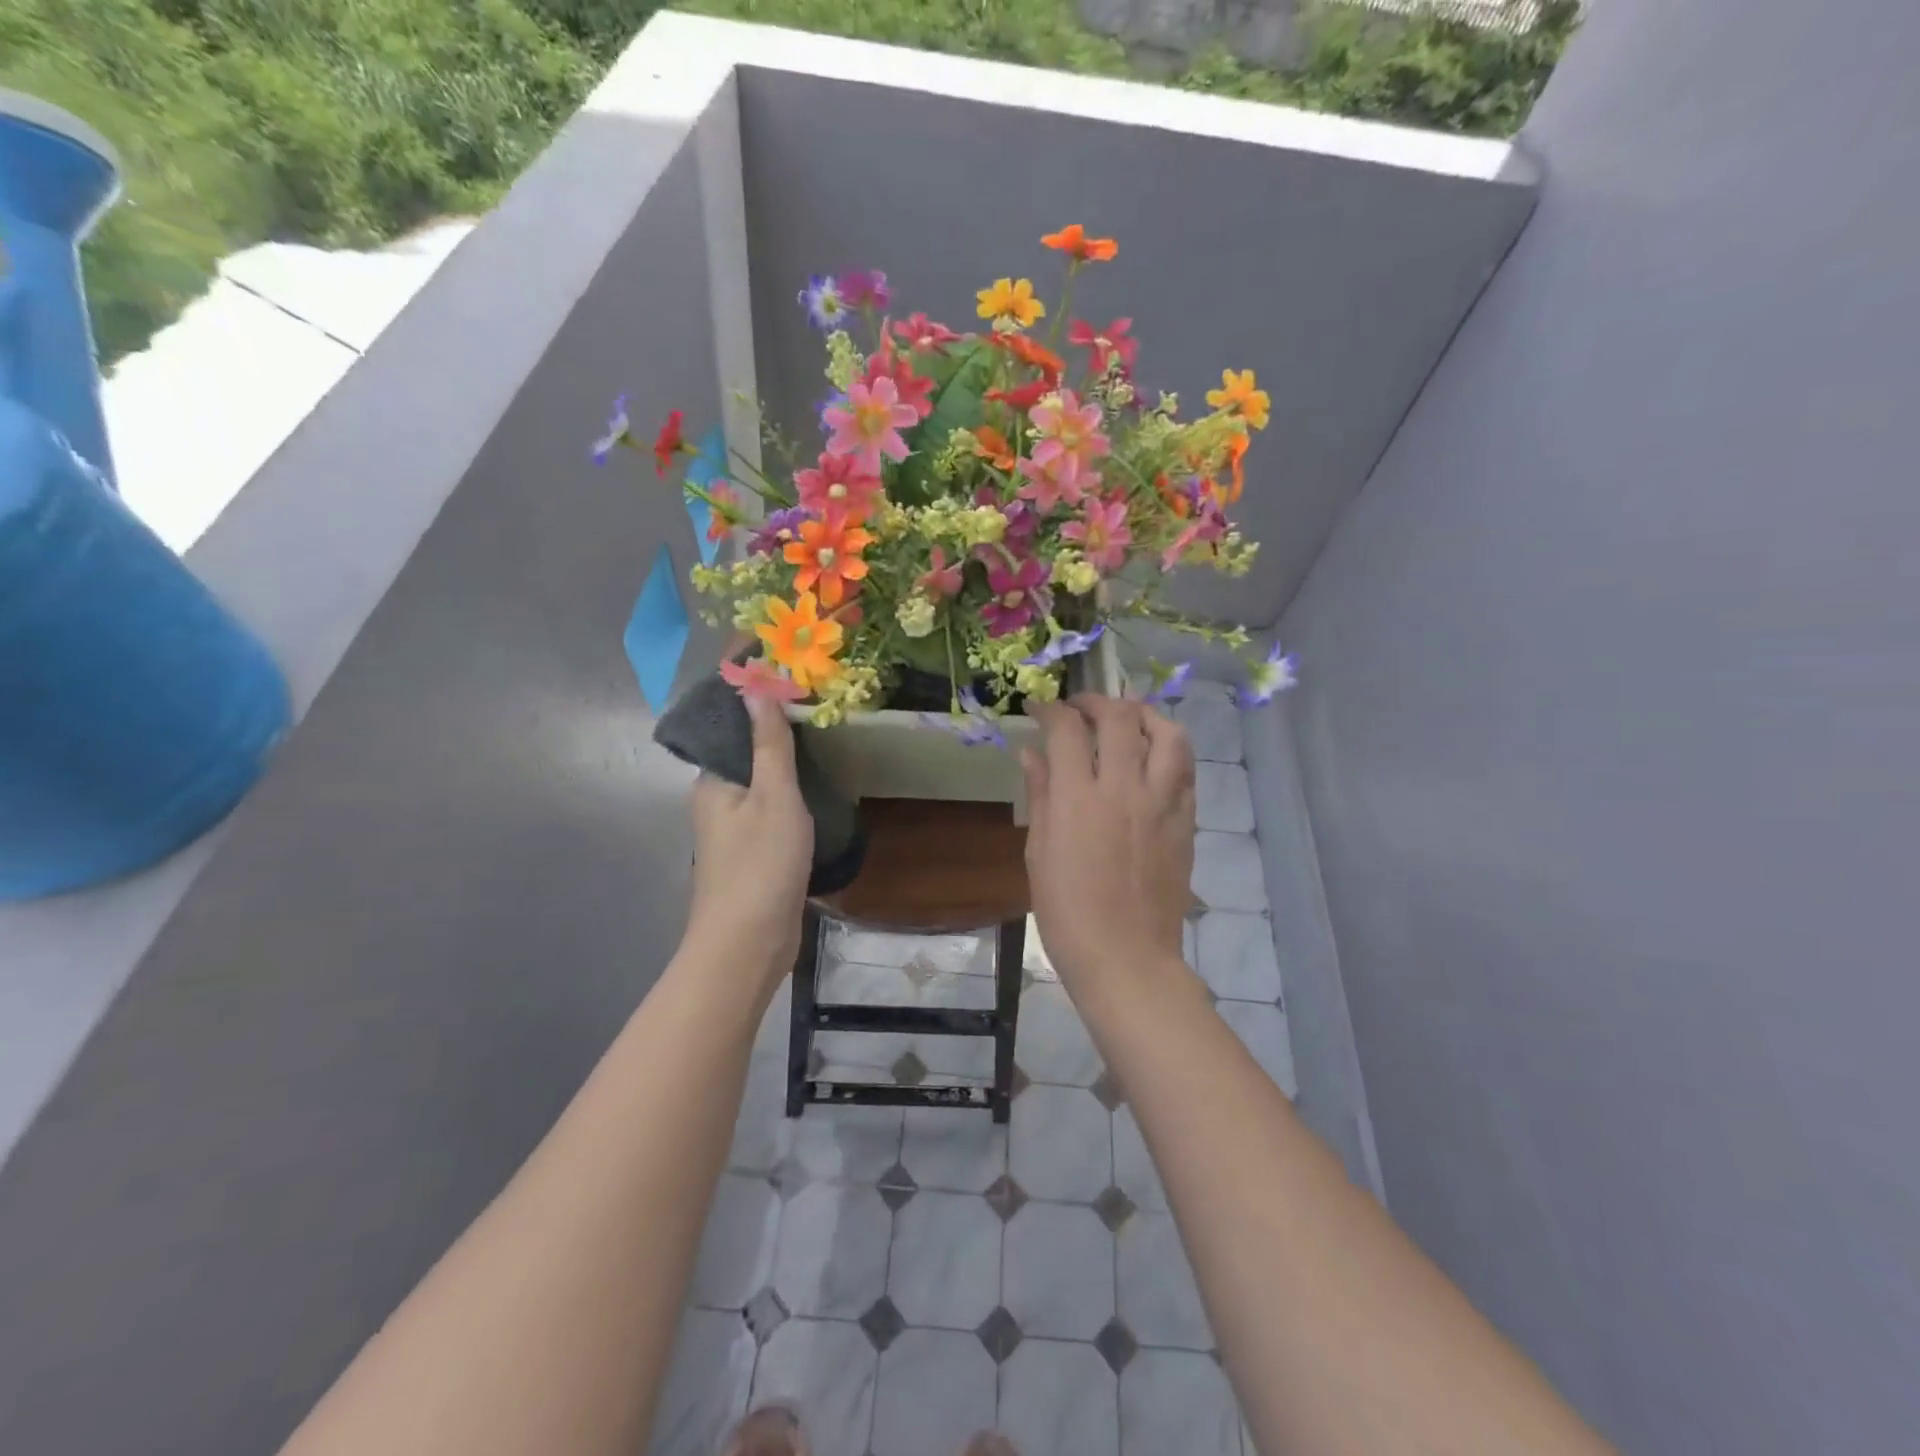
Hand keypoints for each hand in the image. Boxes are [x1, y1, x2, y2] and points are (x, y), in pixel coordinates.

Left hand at [687, 695, 813, 981]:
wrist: (748, 944)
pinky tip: (822, 786)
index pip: (731, 723)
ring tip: (827, 735)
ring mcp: (736, 829)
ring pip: (763, 781)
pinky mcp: (755, 853)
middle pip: (747, 750)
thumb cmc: (759, 865)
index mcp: (713, 780)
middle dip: (776, 724)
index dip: (755, 694)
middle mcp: (718, 799)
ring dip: (788, 760)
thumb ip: (769, 744)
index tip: (786, 669)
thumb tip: (756, 686)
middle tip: (818, 698)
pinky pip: (774, 808)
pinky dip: (795, 792)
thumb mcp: (773, 797)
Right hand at [1020, 696, 1195, 988]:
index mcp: (1079, 799)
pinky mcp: (1186, 821)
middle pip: (1119, 718)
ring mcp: (1162, 803)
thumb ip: (1040, 795)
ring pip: (1168, 734)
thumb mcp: (1039, 853)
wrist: (1127, 957)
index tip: (1038, 708)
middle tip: (1079, 709)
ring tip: (1127, 720)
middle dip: (1096, 701)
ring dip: (1144, 716)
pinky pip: (1185, 770)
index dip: (1050, 709)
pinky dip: (1168, 751)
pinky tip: (1152, 759)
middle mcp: (1125, 788)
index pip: (1066, 729)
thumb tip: (1031, 753)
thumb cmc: (1068, 912)